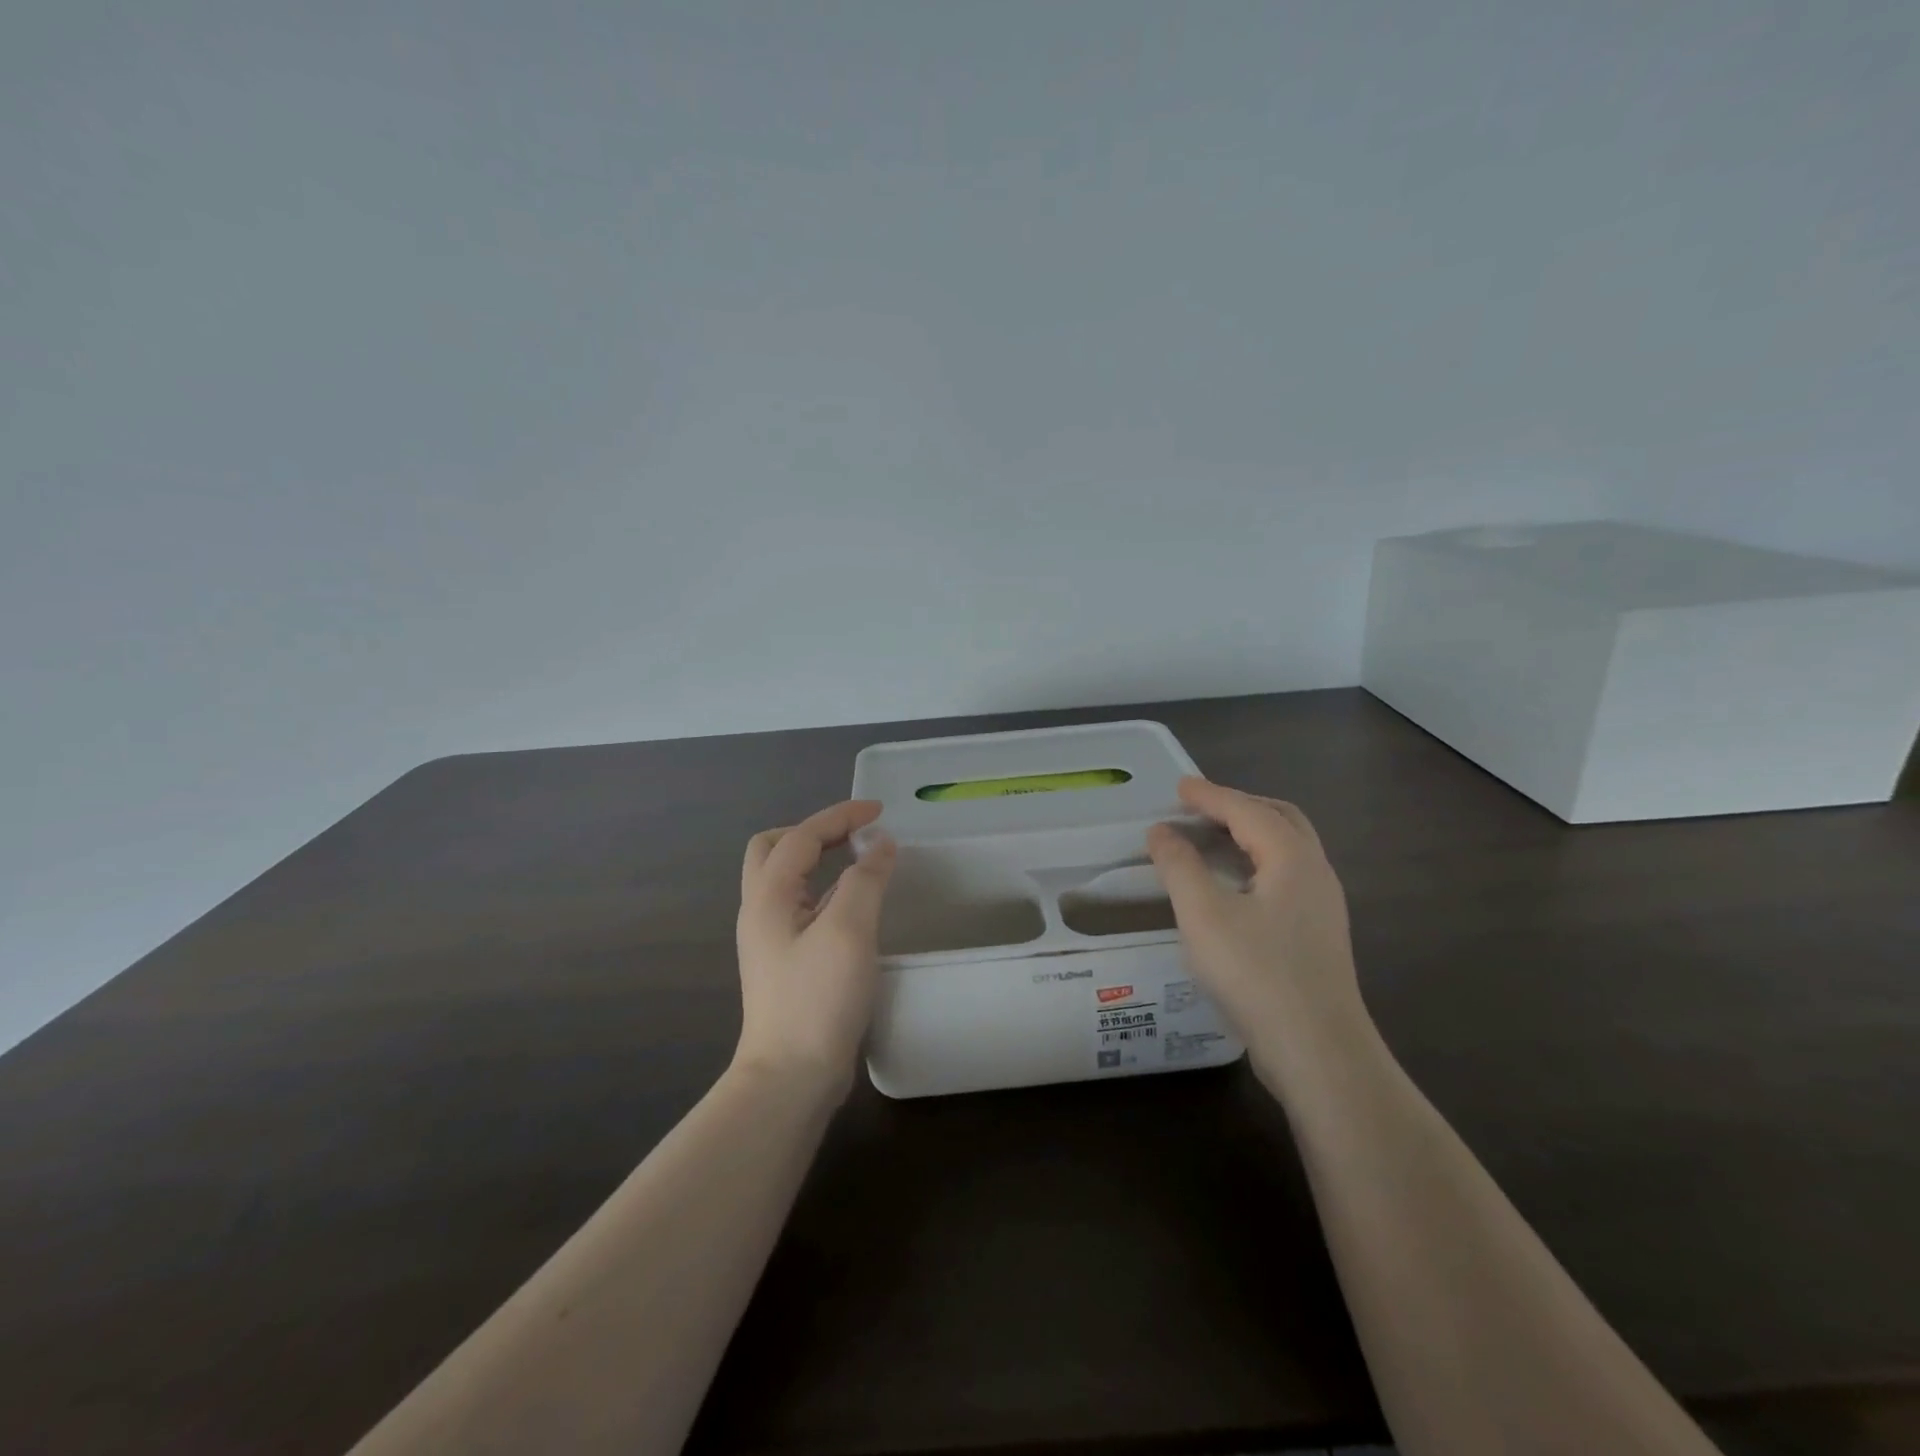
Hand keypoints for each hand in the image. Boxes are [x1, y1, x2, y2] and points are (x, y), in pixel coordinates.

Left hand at [734, 799, 897, 1096]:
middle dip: (814, 832)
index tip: (880, 811)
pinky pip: (799, 905)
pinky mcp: (783, 962)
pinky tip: (852, 904)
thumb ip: (866, 878)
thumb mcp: (849, 930)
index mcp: (768, 896)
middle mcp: (760, 911)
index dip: (840, 816)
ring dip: (818, 859)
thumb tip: (879, 843)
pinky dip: (824, 889)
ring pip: (785, 878)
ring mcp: (768, 939)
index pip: (801, 837)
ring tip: (858, 861)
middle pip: (774, 849)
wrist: (791, 1077)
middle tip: (853, 836)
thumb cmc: (818, 998)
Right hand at [1146, 776, 1370, 1093]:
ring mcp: (1322, 906)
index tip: (1179, 786)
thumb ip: (1179, 866)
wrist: (1318, 1052)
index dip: (1210, 795)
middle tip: (1198, 807)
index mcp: (1292, 858)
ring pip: (1286, 850)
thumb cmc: (1256, 973)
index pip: (1247, 810)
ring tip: (1210, 839)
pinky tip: (1232, 886)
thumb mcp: (1203, 914)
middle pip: (1279, 820)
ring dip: (1248, 834)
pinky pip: (1285, 877)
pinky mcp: (1317, 936)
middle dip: (1238, 806)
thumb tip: (1161, 832)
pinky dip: (1255, 862)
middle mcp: (1315, 873)